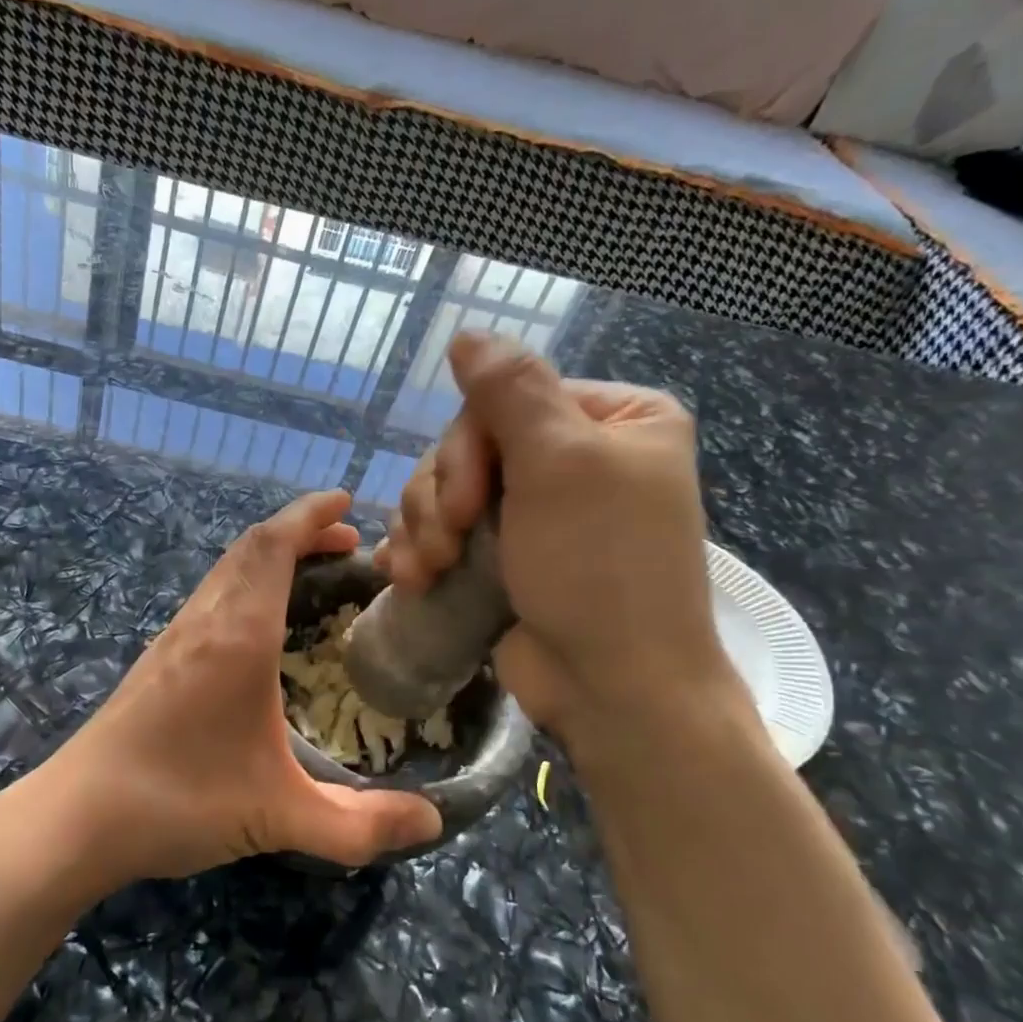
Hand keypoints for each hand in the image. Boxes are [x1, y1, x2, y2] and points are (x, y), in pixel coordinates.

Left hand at [27, 491, 442, 888]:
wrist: (76, 817)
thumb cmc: (179, 801)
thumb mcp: (280, 816)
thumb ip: (360, 824)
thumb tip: (433, 822)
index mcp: (237, 636)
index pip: (272, 545)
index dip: (310, 515)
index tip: (347, 503)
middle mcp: (203, 622)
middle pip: (249, 547)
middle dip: (300, 532)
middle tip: (348, 542)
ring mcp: (173, 638)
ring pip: (226, 571)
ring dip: (270, 556)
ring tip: (313, 573)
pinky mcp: (156, 660)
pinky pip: (210, 596)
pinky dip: (246, 584)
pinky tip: (261, 627)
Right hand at [376, 333, 738, 741]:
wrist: (614, 688)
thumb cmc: (599, 568)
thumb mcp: (560, 464)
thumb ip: (510, 390)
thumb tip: (467, 333)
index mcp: (611, 420)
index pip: (506, 399)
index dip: (466, 448)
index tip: (463, 504)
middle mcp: (576, 459)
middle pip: (469, 447)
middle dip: (441, 498)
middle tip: (445, 545)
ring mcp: (537, 512)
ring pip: (446, 491)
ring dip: (424, 529)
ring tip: (425, 572)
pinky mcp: (506, 555)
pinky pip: (446, 532)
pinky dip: (421, 551)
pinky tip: (408, 577)